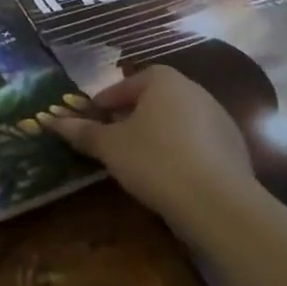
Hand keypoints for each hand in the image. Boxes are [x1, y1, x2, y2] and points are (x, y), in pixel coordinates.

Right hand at [47, 65, 256, 224]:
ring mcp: (221, 121)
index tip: (94, 118)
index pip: (128, 82)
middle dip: (132, 115)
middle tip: (113, 136)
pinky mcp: (236, 151)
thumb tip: (51, 121)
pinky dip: (180, 152)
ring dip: (157, 133)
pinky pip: (198, 143)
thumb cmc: (154, 160)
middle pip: (155, 99)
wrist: (218, 204)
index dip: (107, 100)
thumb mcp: (109, 146)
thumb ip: (82, 131)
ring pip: (177, 121)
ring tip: (138, 158)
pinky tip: (168, 175)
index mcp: (165, 81)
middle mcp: (196, 92)